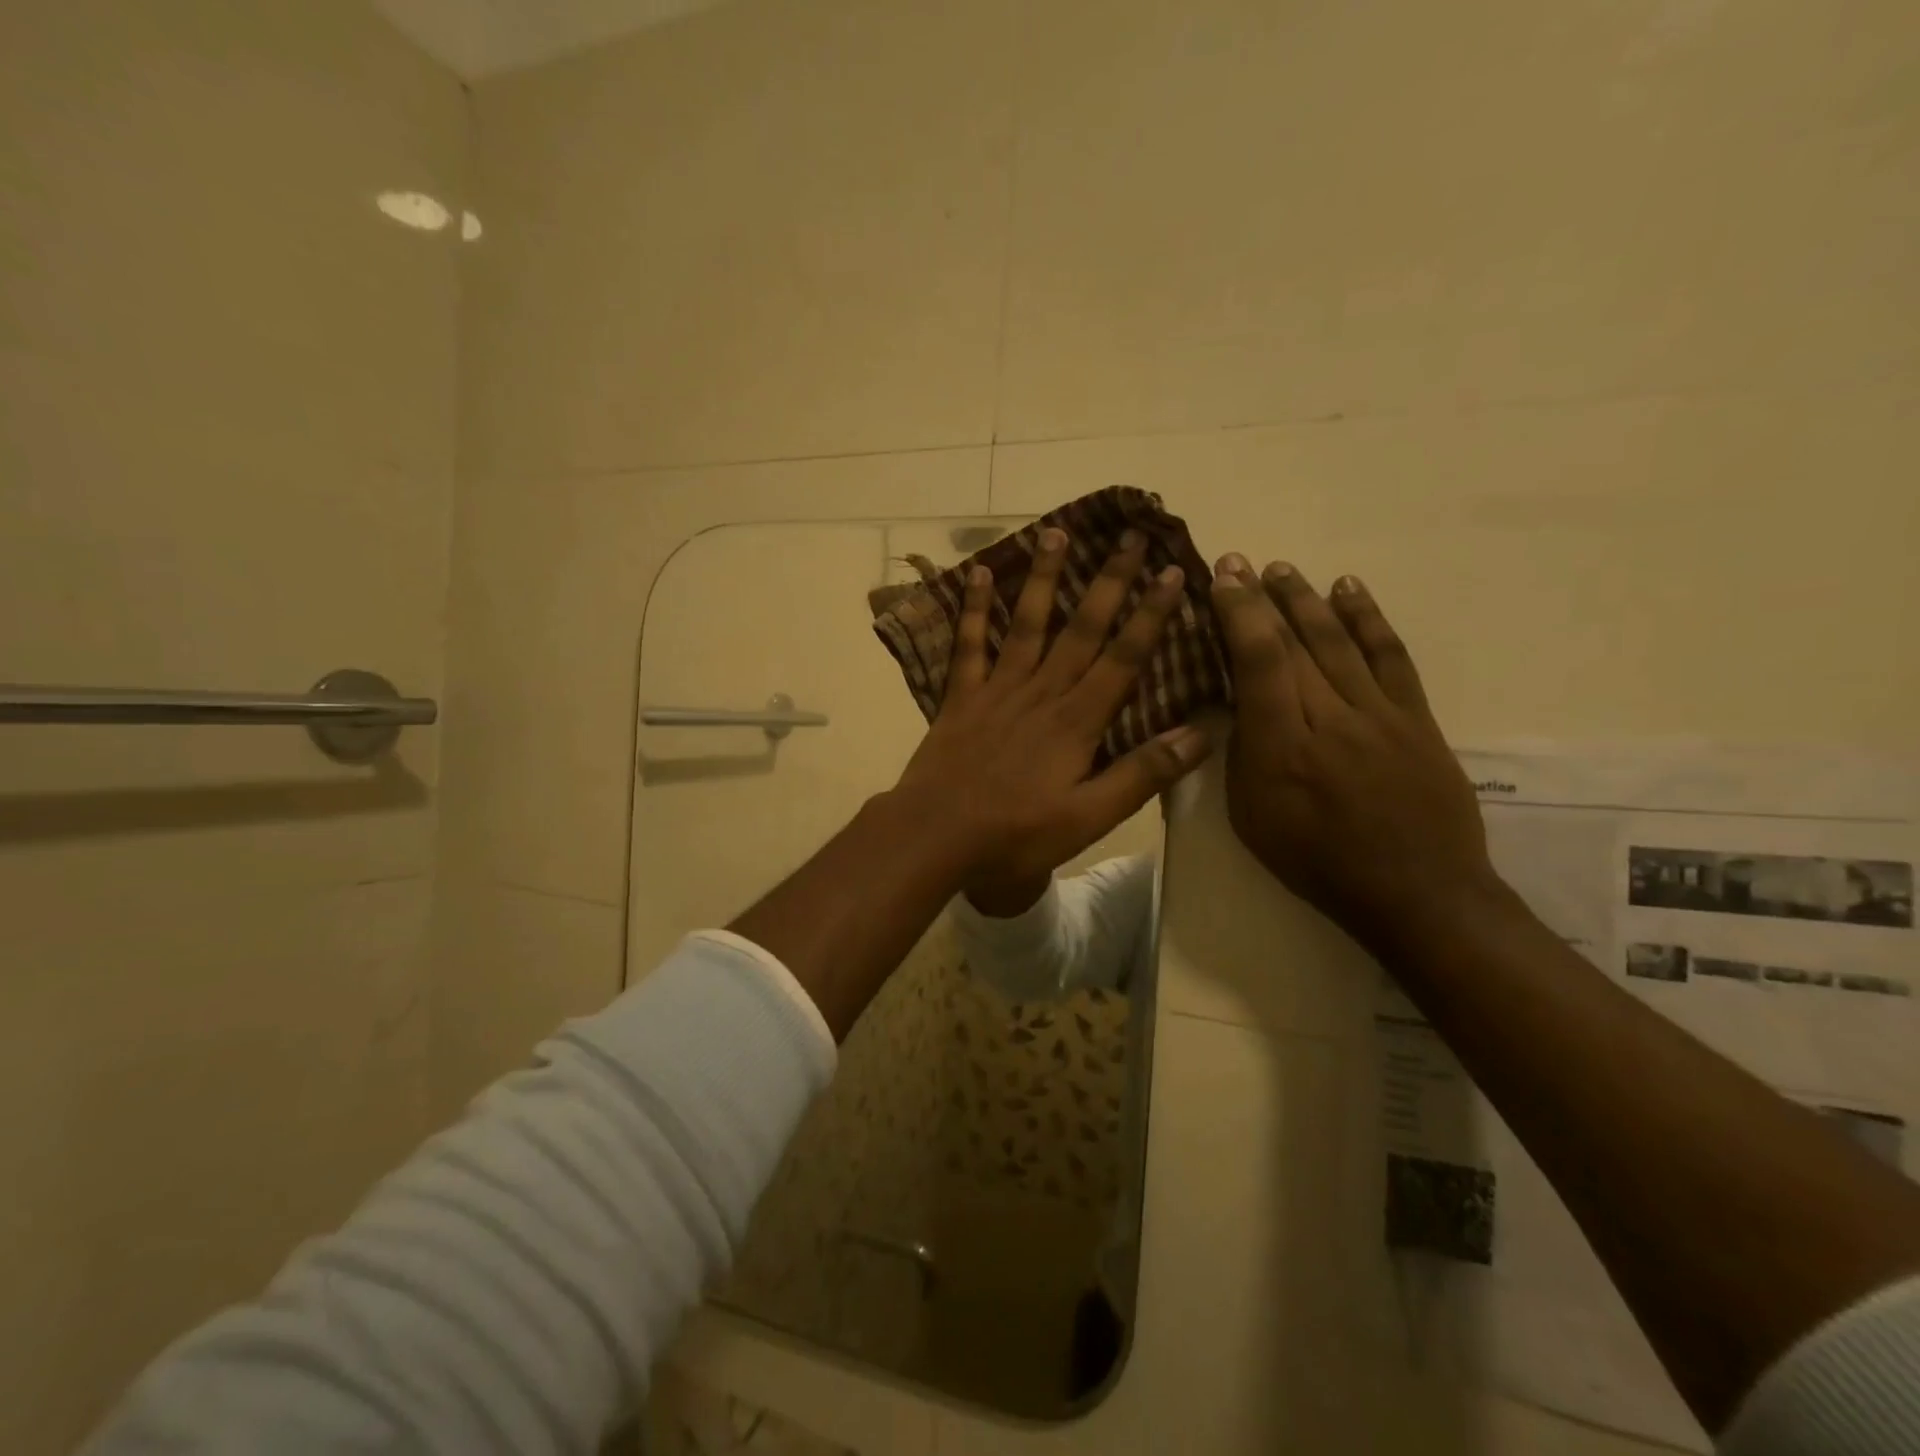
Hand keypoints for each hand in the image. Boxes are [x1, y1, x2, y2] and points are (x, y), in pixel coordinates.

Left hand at [891, 526, 1211, 896]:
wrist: (935, 835)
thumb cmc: (1015, 834)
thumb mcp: (1089, 817)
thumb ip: (1142, 774)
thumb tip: (1200, 734)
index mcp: (1078, 721)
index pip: (1124, 657)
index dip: (1150, 614)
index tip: (1171, 571)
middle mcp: (1042, 692)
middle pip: (1082, 628)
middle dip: (1110, 581)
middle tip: (1130, 534)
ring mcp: (998, 690)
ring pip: (1028, 624)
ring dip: (1045, 578)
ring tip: (1057, 532)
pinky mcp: (961, 697)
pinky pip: (969, 645)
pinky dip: (975, 609)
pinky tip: (981, 574)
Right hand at [1208, 555, 1503, 952]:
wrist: (1417, 891)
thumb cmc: (1318, 862)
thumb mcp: (1252, 819)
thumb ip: (1242, 755)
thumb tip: (1238, 706)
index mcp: (1282, 747)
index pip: (1258, 661)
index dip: (1238, 614)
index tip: (1222, 578)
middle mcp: (1331, 718)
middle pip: (1294, 642)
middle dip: (1263, 597)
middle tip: (1242, 561)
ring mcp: (1380, 713)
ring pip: (1338, 640)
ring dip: (1307, 599)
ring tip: (1284, 568)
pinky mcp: (1417, 718)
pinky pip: (1390, 656)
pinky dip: (1368, 618)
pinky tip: (1348, 589)